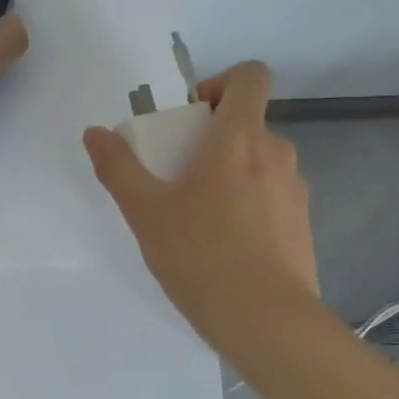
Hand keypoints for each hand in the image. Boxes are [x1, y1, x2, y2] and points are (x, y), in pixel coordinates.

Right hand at [83, 61, 319, 341]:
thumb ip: (118, 168)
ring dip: (232, 174)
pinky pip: (272, 198)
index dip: (221, 83)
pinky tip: (227, 248)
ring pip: (260, 164)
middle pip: (249, 124)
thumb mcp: (146, 213)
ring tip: (200, 219)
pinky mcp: (303, 226)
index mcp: (241, 138)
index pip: (251, 76)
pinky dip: (250, 206)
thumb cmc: (202, 256)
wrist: (267, 322)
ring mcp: (296, 191)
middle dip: (214, 139)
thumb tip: (95, 133)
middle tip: (180, 177)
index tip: (192, 117)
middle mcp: (277, 154)